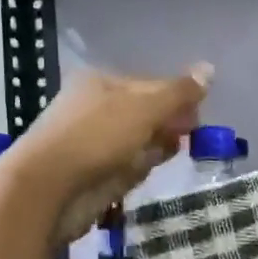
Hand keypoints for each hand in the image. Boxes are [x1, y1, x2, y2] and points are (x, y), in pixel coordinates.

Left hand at [4, 64, 211, 245]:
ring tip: (171, 155)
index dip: (177, 97)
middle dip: (168, 124)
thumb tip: (209, 69)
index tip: (198, 116)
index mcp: (101, 83)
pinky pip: (125, 168)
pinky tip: (147, 174)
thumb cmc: (96, 137)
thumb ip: (177, 93)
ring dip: (155, 148)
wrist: (48, 189)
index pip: (150, 84)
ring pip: (136, 143)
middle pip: (144, 114)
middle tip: (190, 138)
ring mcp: (93, 144)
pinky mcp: (92, 176)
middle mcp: (95, 110)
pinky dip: (139, 170)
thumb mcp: (143, 108)